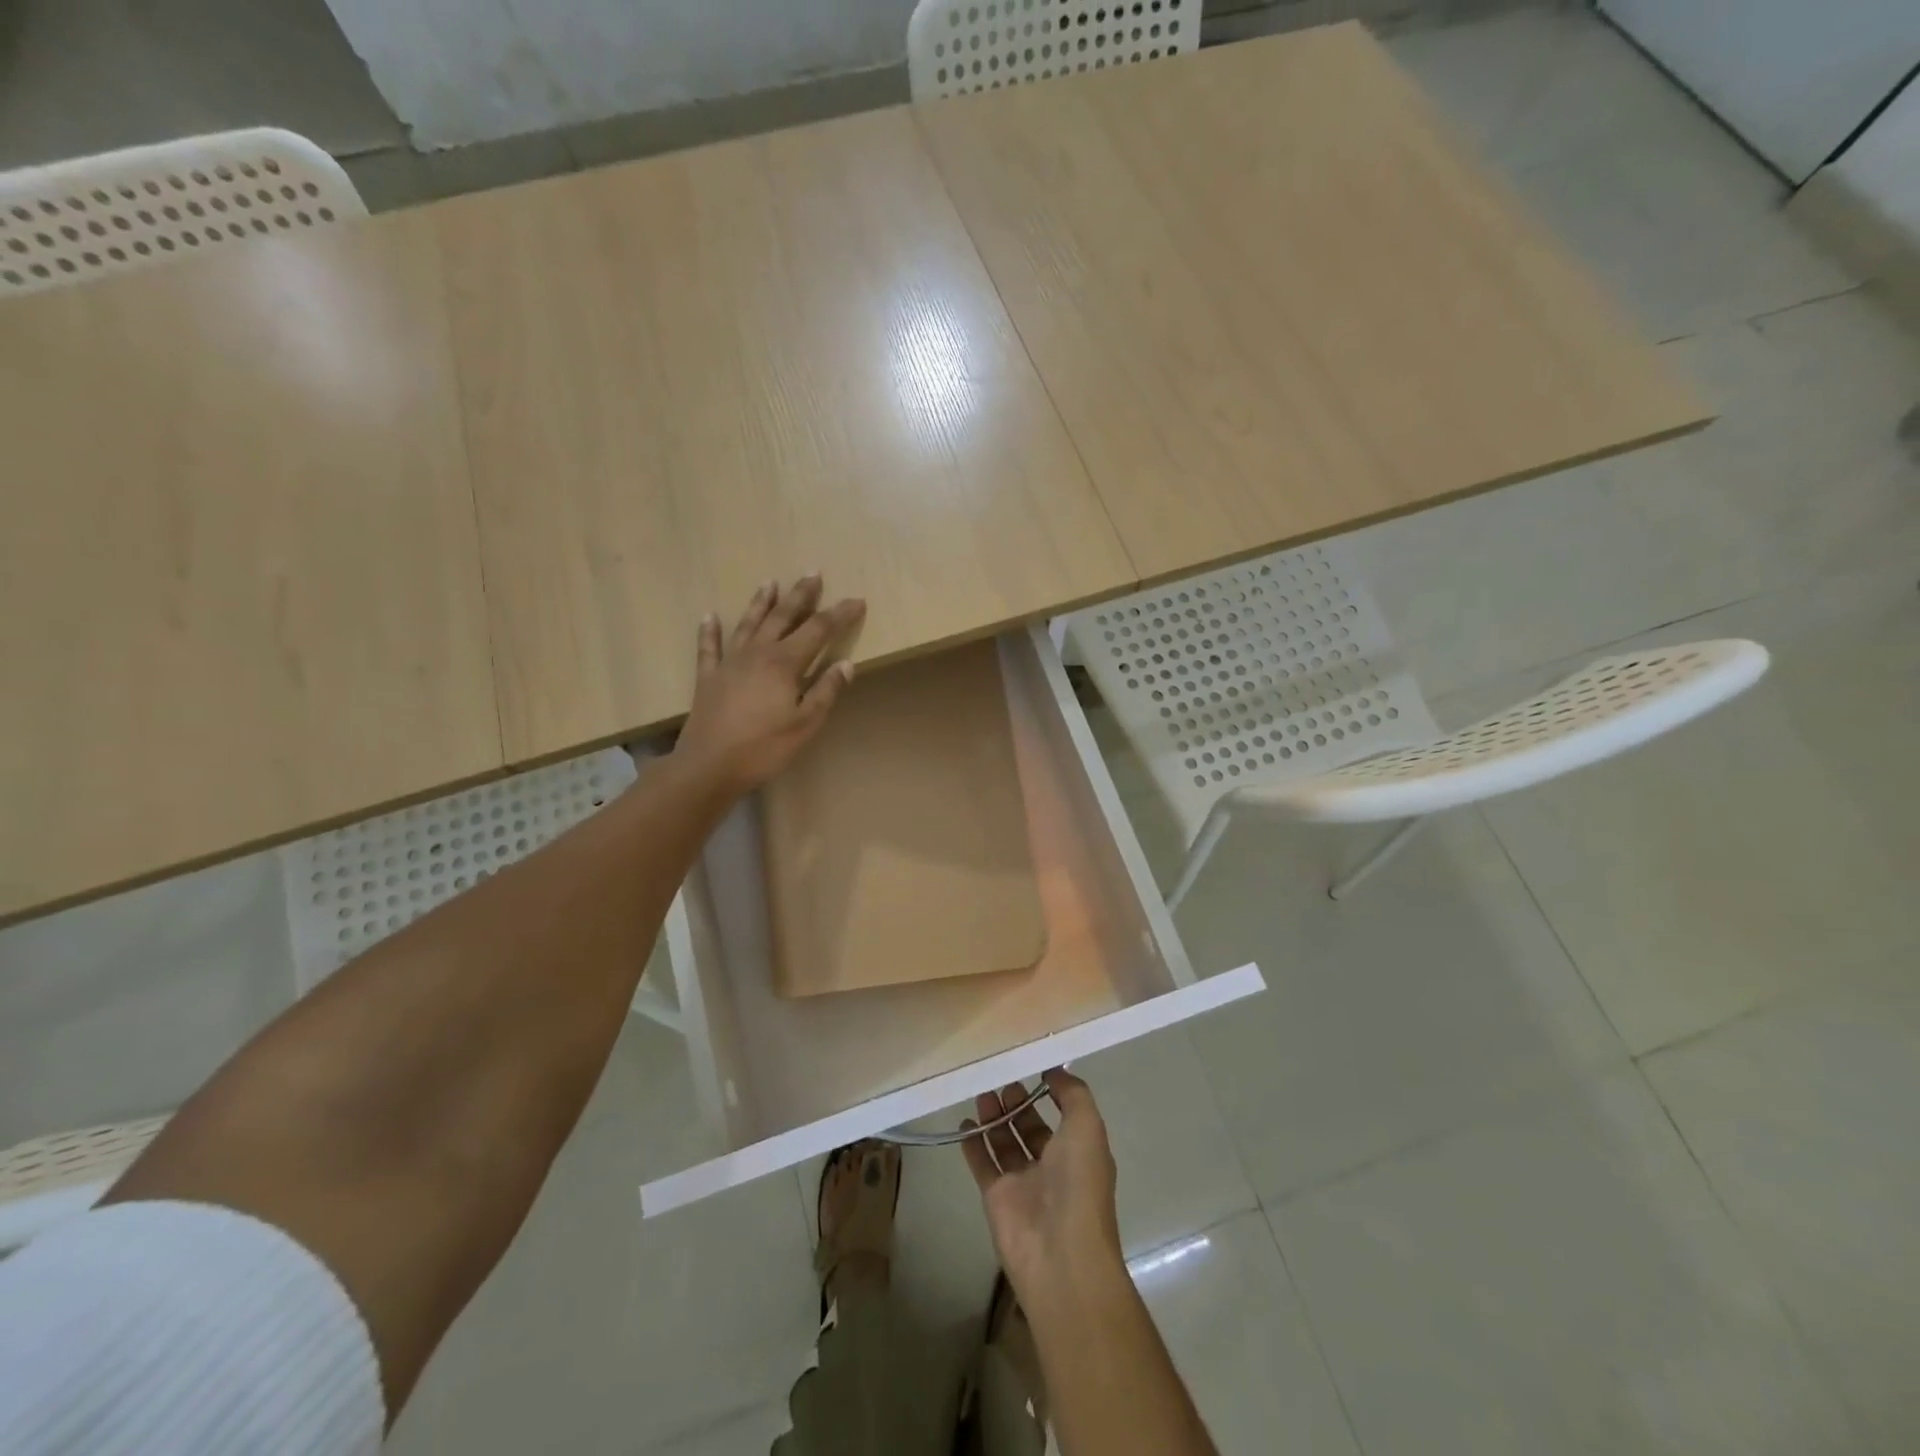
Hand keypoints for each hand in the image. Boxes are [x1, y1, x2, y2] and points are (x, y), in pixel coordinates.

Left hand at [677, 575, 865, 794]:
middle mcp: (757, 653)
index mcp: (784, 663)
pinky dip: (710, 631)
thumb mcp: (806, 723)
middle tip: (813, 573)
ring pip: (748, 624)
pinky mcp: (709, 677)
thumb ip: (826, 690)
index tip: (857, 601)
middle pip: (783, 617)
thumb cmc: (764, 747)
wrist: (709, 765)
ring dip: (761, 602)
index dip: (839, 614)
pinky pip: (709, 647)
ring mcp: (729, 663)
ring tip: (771, 583)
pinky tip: (710, 616)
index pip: (818, 630)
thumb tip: (846, 663)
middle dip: (801, 595)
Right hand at [961, 1069, 1124, 1311]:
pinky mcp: (996, 1197)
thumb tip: (1054, 1070)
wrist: (1060, 1254)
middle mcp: (1053, 1165)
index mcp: (1079, 1151)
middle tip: (999, 1076)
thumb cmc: (1079, 1184)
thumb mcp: (1087, 1127)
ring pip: (1005, 1141)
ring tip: (981, 1091)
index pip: (1063, 1114)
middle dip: (1017, 1101)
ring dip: (994, 1116)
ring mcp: (1023, 1182)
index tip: (1030, 1064)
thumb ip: (1073, 1094)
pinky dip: (973, 1143)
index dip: (1049, 1090)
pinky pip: (982, 1163)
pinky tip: (964, 1122)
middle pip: (1031, 1126)